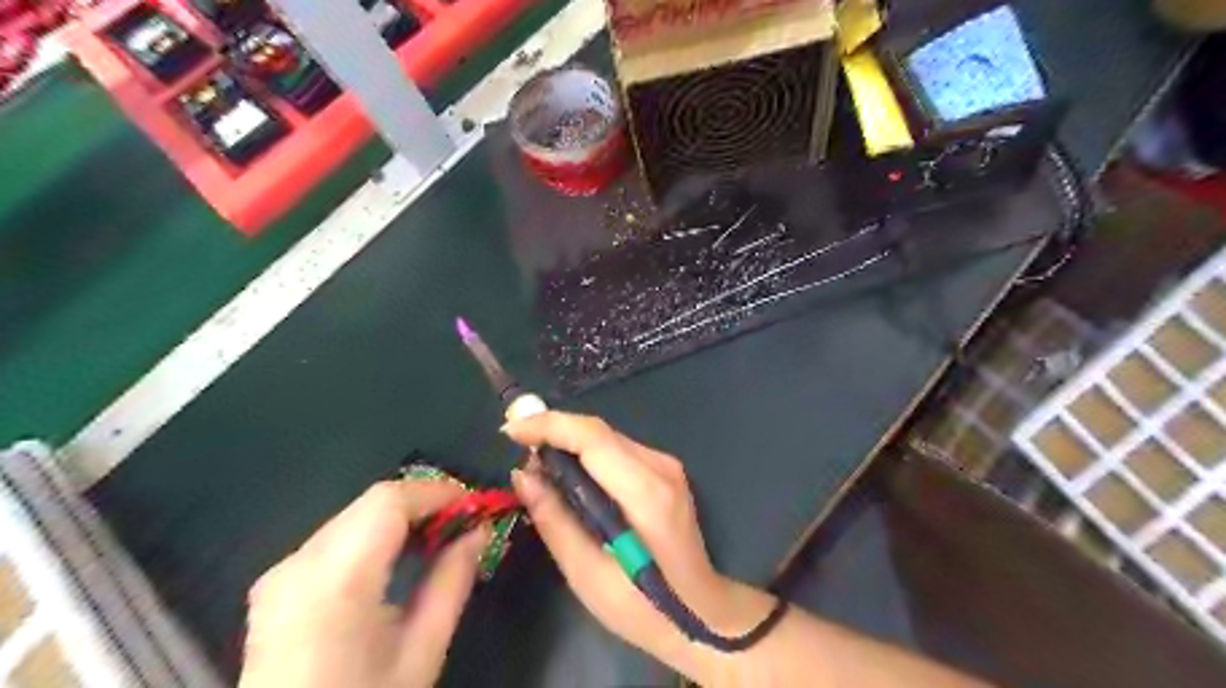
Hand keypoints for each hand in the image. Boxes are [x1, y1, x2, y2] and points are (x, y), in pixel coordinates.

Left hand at [239, 479, 487, 687]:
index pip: (388, 501)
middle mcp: (298, 564)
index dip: (437, 492)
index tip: (475, 505)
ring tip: (438, 539)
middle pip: (370, 503)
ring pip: (353, 515)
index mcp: (335, 581)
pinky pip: (336, 537)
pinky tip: (398, 557)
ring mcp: (280, 573)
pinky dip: (374, 534)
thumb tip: (480, 531)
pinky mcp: (275, 584)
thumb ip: (452, 581)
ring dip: (400, 517)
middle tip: (463, 523)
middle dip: (423, 503)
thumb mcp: (422, 652)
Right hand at [503, 412, 767, 673]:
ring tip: (534, 460)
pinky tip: (567, 471)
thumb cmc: (643, 606)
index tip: (510, 430)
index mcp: (645, 493)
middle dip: (553, 430)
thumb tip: (523, 474)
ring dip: (569, 441)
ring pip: (607, 438)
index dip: (549, 425)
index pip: (593, 438)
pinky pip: (618, 450)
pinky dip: (587, 453)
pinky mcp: (666, 471)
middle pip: (599, 432)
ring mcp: (667, 466)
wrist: (702, 612)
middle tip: (515, 444)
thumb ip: (554, 519)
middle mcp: (660, 468)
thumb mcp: (587, 573)